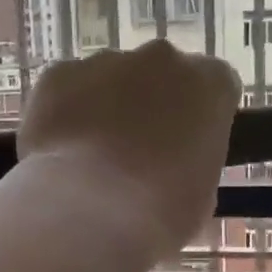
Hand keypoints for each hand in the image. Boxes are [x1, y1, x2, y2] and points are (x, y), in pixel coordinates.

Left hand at [19, 40, 239, 260]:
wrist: (88, 211)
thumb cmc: (160, 213)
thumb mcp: (200, 196)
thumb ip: (192, 162)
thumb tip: (174, 167)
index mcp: (210, 84)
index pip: (214, 87)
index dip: (198, 118)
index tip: (186, 146)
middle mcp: (161, 58)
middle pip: (159, 74)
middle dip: (149, 104)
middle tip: (136, 152)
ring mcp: (106, 61)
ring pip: (109, 79)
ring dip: (104, 107)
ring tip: (90, 159)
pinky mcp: (58, 73)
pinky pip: (65, 89)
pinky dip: (63, 112)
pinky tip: (59, 153)